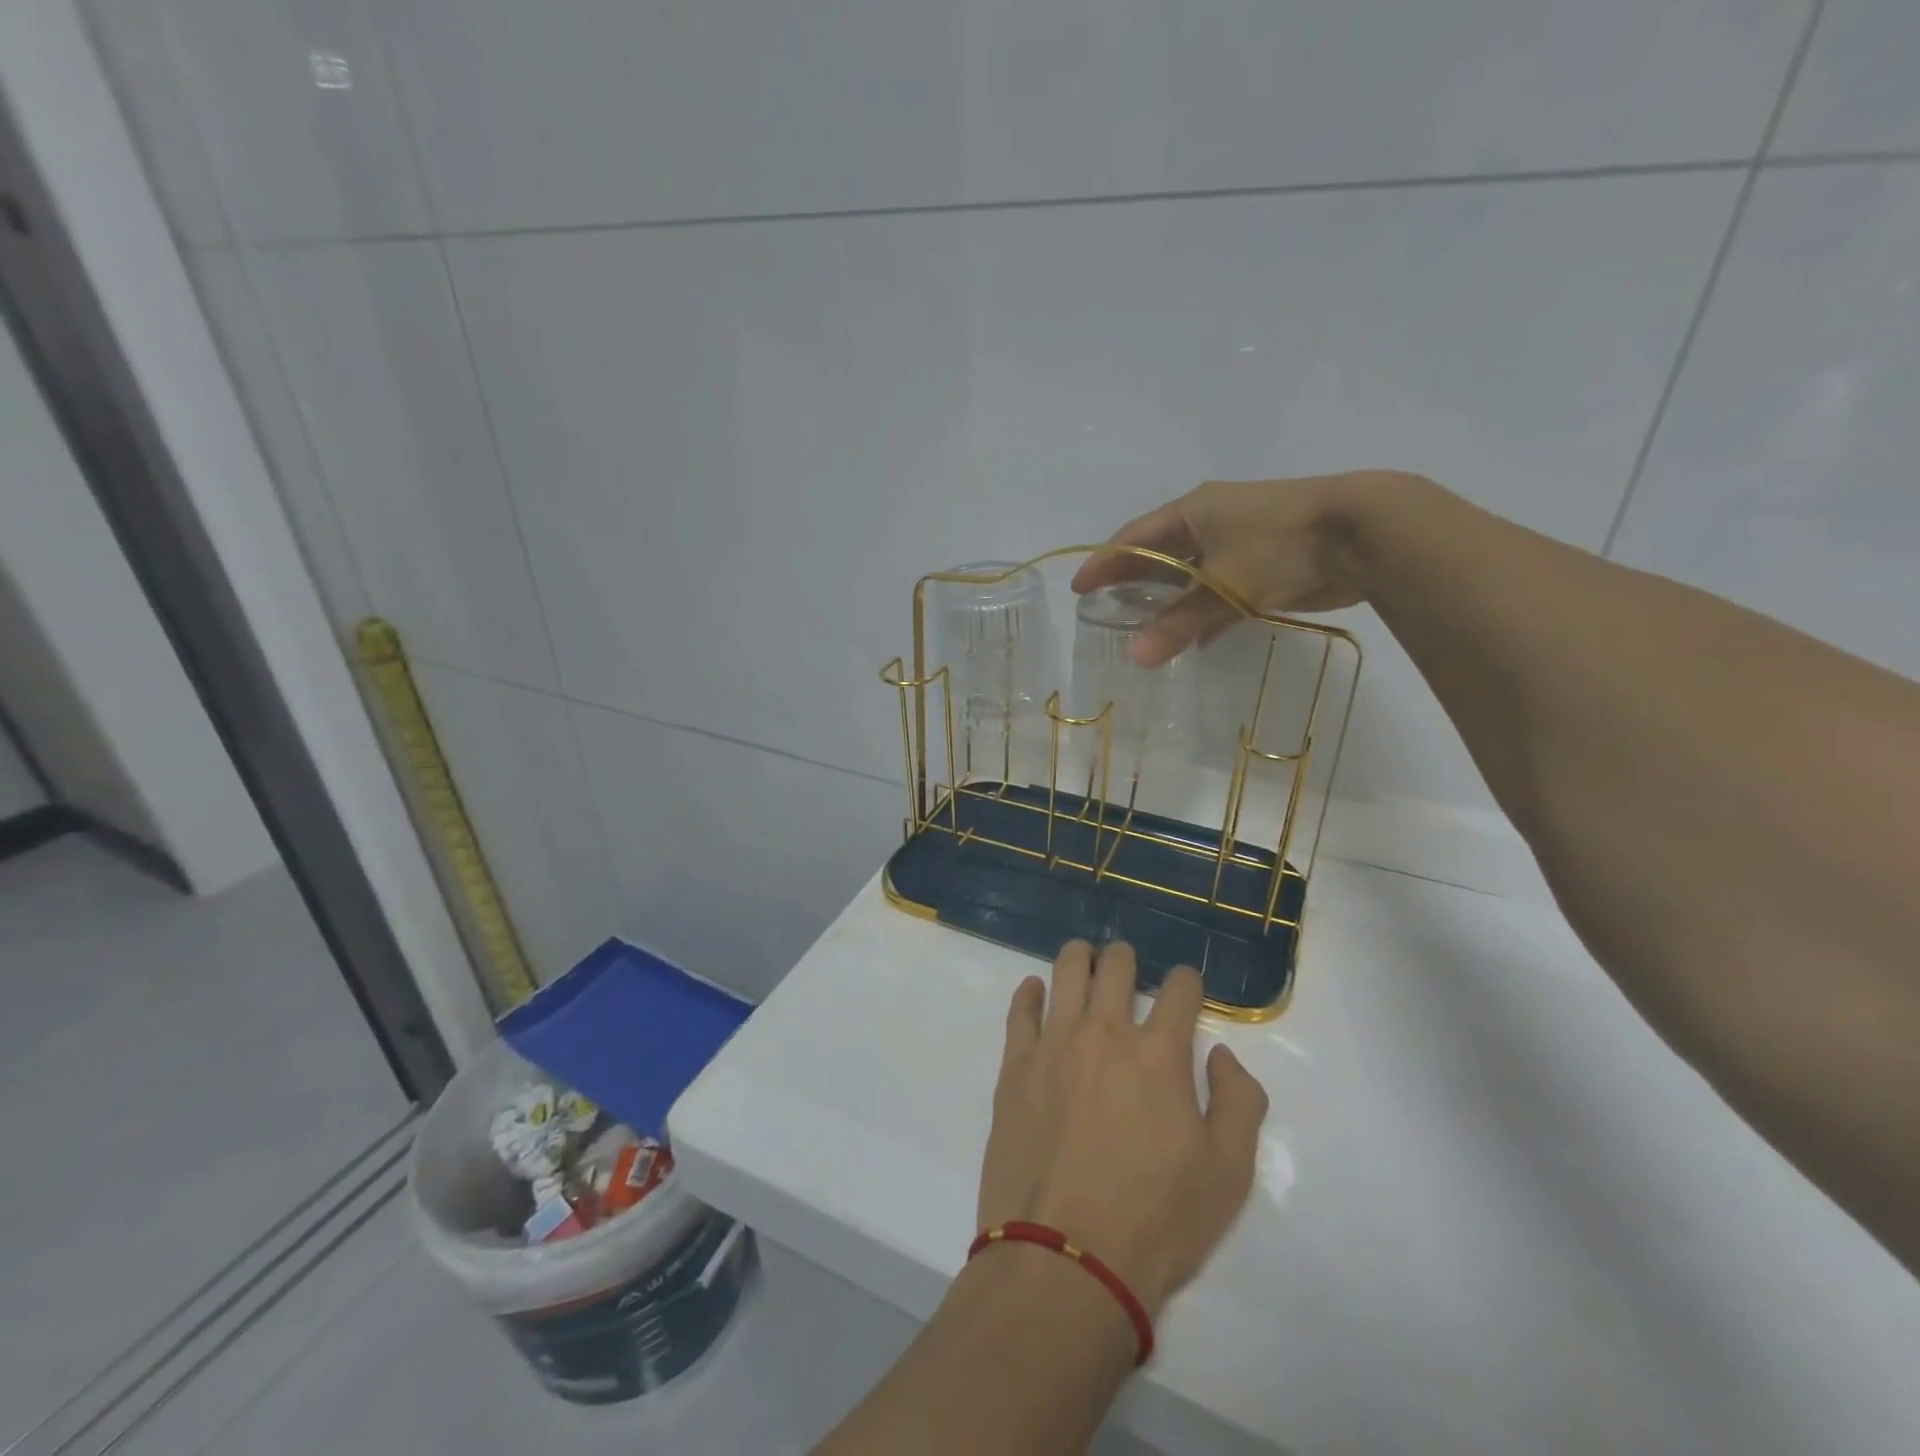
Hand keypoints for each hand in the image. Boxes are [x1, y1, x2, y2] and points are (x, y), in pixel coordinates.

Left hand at [977, 941, 1268, 1316]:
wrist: (1065, 1260)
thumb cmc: (1156, 1221)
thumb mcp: (1228, 1174)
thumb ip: (1239, 1101)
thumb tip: (1220, 1054)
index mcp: (1160, 1054)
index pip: (1180, 988)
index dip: (1189, 982)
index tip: (1187, 990)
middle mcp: (1105, 1033)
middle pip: (1116, 966)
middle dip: (1127, 959)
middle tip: (1128, 968)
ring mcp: (1054, 1044)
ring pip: (1066, 971)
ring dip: (1080, 958)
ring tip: (1085, 961)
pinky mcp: (1015, 1066)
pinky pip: (1021, 1010)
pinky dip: (1030, 992)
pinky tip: (1037, 990)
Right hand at [1069, 471, 1425, 665]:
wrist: (1364, 533)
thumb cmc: (1280, 546)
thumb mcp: (1223, 585)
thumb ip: (1178, 623)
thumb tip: (1134, 657)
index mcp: (1193, 511)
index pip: (1134, 537)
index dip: (1104, 562)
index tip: (1080, 588)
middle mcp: (1212, 521)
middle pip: (1160, 553)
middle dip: (1133, 580)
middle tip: (1106, 608)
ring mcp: (1240, 541)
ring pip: (1192, 573)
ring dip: (1169, 599)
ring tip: (1142, 627)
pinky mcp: (1266, 563)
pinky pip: (1221, 589)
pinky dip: (1204, 611)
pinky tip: (1194, 639)